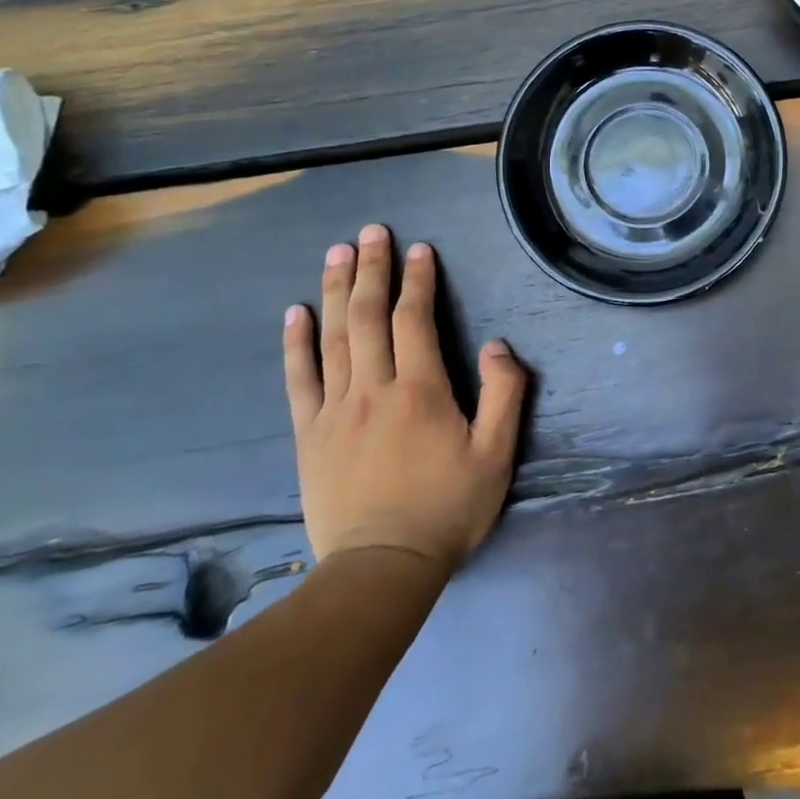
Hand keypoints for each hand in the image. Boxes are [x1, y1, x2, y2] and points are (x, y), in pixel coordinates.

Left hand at [283, 223, 527, 573]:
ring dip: (334, 291)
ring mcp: (334, 410)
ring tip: (335, 253)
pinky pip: (299, 379)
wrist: (382, 567)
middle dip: (371, 269)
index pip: (414, 320)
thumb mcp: (497, 453)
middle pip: (367, 317)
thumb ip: (504, 393)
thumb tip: (496, 345)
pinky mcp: (309, 434)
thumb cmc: (448, 508)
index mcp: (420, 390)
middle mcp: (373, 389)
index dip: (417, 280)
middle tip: (370, 231)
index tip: (418, 248)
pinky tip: (296, 313)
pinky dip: (296, 343)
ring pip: (332, 338)